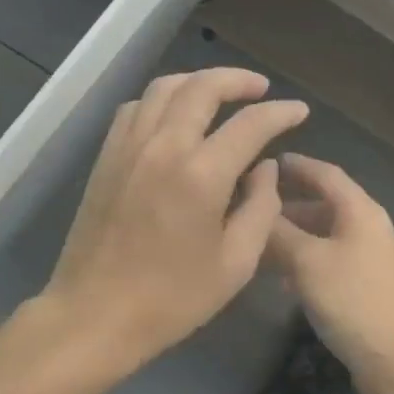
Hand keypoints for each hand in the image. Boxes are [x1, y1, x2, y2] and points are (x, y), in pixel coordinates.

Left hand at [41, 68, 307, 375]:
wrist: (95, 314)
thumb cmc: (172, 299)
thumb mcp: (236, 264)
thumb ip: (260, 208)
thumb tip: (264, 168)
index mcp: (201, 175)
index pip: (250, 124)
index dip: (280, 112)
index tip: (298, 110)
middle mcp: (164, 146)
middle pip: (203, 87)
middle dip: (238, 80)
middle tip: (260, 89)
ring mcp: (129, 147)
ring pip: (164, 88)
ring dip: (197, 82)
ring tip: (219, 93)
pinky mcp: (106, 156)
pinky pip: (135, 107)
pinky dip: (162, 99)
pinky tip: (174, 116)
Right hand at [266, 153, 393, 393]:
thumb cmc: (350, 300)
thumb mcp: (306, 261)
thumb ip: (279, 232)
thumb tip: (255, 207)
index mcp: (360, 211)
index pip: (326, 174)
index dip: (296, 165)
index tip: (266, 163)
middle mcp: (368, 226)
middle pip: (324, 202)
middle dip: (288, 202)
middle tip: (252, 202)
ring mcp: (368, 256)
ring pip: (323, 232)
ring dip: (293, 233)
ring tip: (258, 239)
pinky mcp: (363, 283)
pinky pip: (328, 256)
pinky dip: (304, 257)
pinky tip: (280, 275)